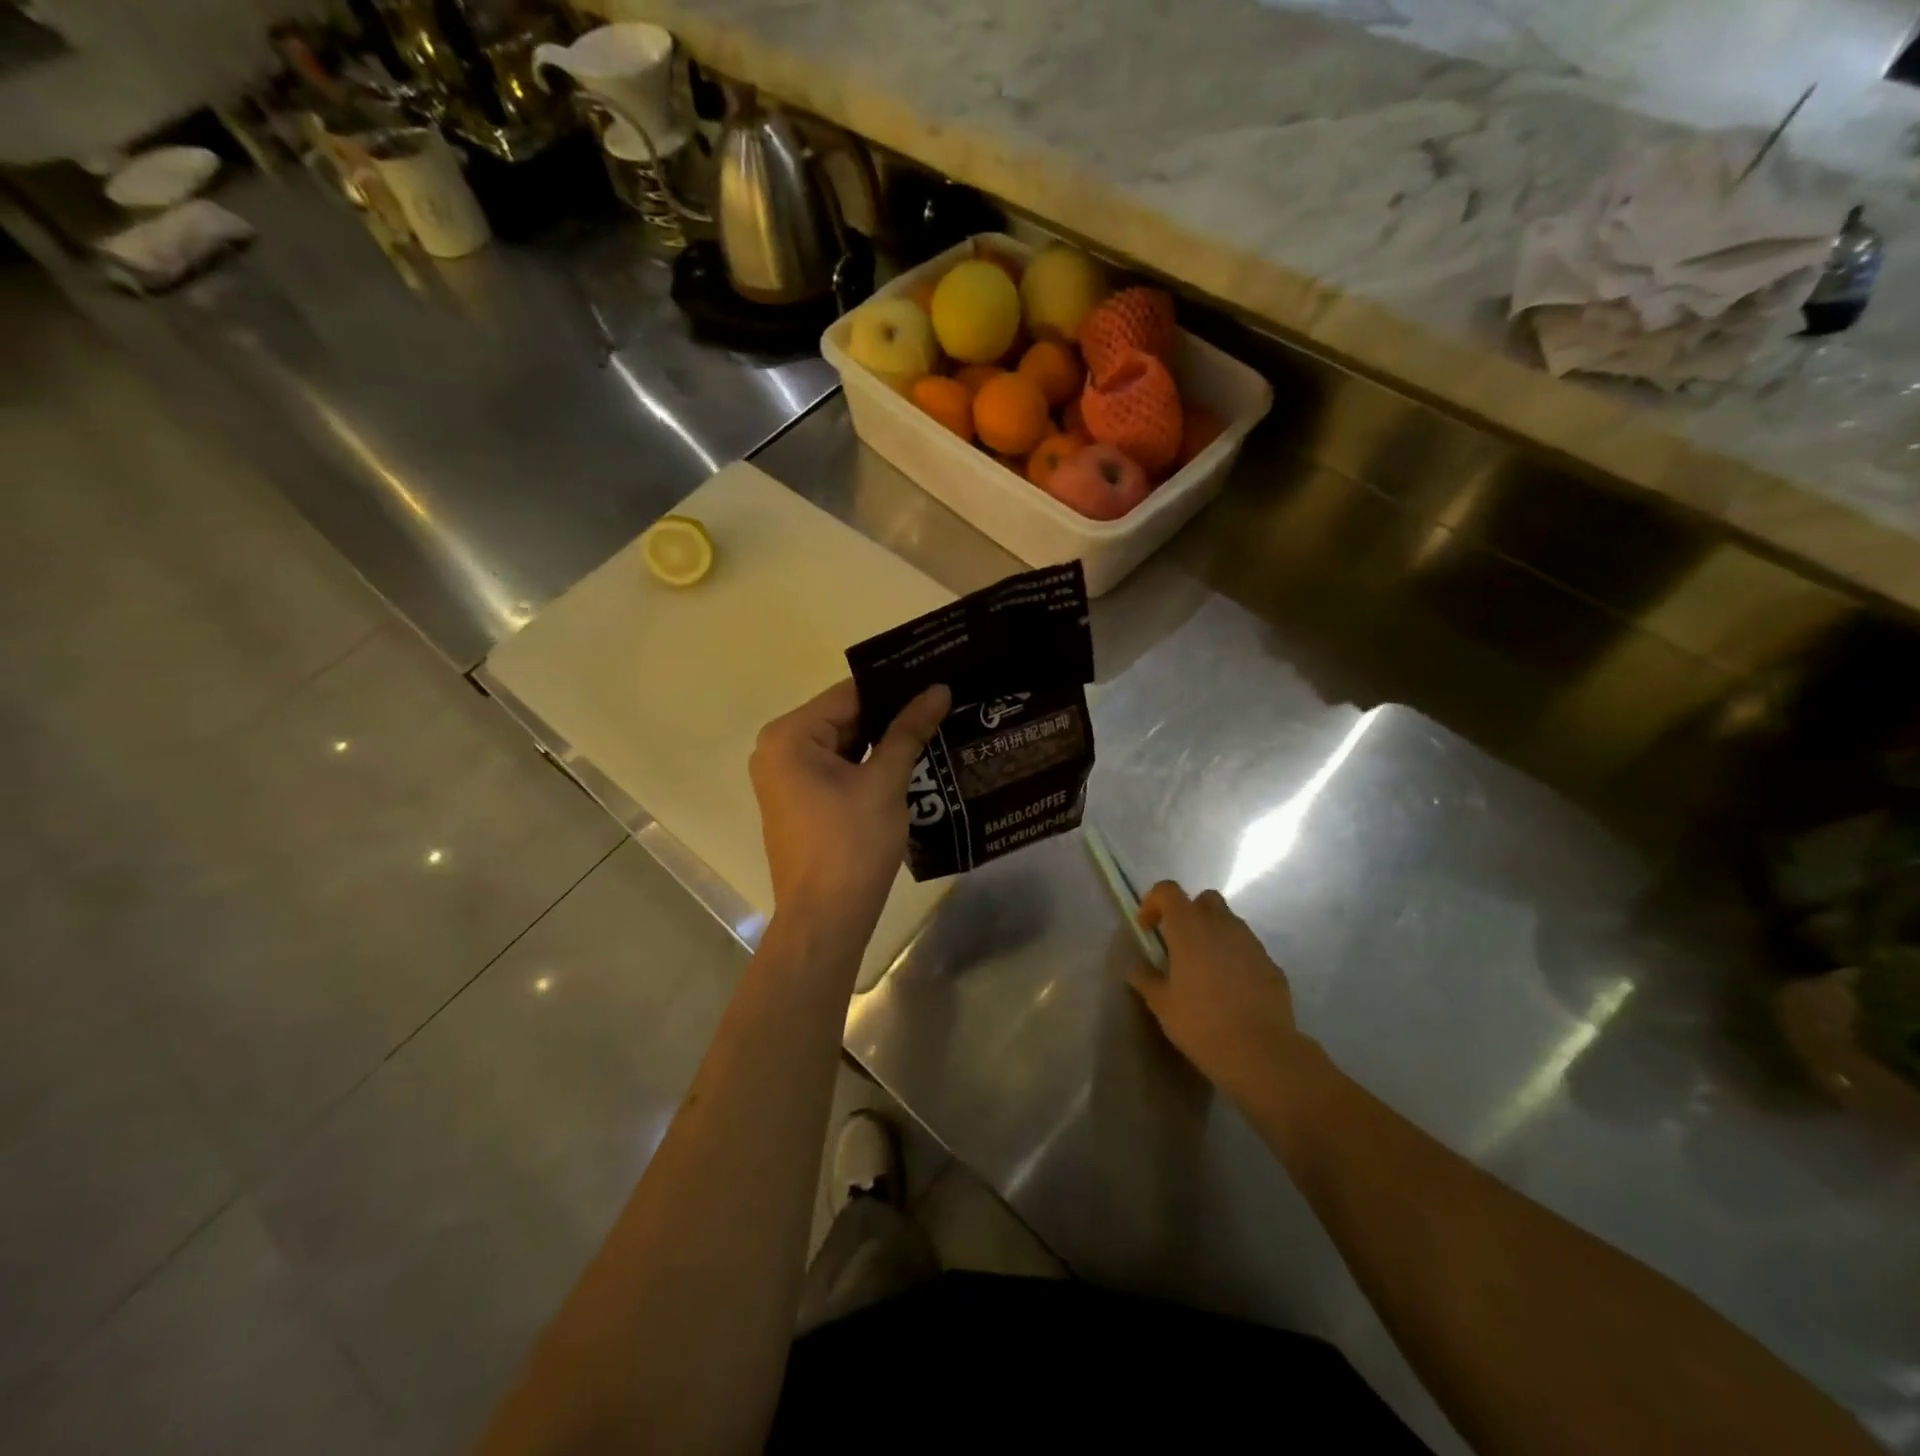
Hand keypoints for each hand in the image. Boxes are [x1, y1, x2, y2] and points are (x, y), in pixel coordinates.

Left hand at [750, 678, 949, 938]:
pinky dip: (870, 766)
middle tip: (943, 701)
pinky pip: (839, 770)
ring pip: (845, 746)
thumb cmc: (851, 845)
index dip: (895, 685)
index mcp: (790, 736)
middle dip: (892, 715)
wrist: (826, 920)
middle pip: (845, 718)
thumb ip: (908, 731)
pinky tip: (912, 760)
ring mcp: (787, 778)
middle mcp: (779, 750)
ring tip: (936, 725)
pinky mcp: (800, 802)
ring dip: (884, 742)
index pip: (850, 694)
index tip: (936, 677)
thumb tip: (939, 689)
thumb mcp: (885, 782)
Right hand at [1129, 882, 1313, 1100]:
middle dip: (1189, 913)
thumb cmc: (1201, 1023)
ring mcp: (1251, 943)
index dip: (1154, 901)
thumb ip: (1146, 978)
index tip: (1147, 928)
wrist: (1261, 1053)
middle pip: (1204, 900)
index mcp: (1189, 928)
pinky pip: (1248, 949)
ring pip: (1229, 923)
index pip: (1168, 890)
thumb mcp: (1162, 1004)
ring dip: (1213, 935)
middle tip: (1178, 944)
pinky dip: (1235, 957)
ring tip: (1204, 969)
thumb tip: (1135, 967)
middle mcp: (1222, 925)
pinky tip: (1230, 989)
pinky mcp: (1271, 964)